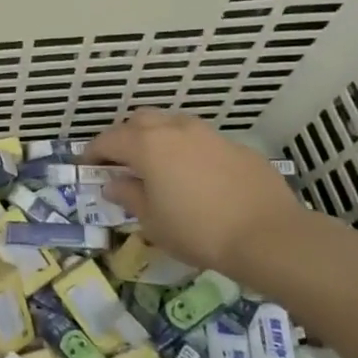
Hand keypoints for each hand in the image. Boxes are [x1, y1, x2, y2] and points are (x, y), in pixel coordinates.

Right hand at [86, 111, 313, 278]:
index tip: (87, 167)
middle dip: (125, 137)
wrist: (269, 235)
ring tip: (158, 166)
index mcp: (147, 145)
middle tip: (122, 163)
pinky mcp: (236, 147)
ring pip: (173, 125)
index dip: (94, 153)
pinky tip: (196, 178)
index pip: (109, 140)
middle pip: (140, 121)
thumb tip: (114, 184)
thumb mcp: (153, 221)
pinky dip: (188, 152)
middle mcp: (175, 129)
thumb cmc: (198, 230)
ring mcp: (208, 134)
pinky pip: (201, 141)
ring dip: (158, 139)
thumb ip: (129, 197)